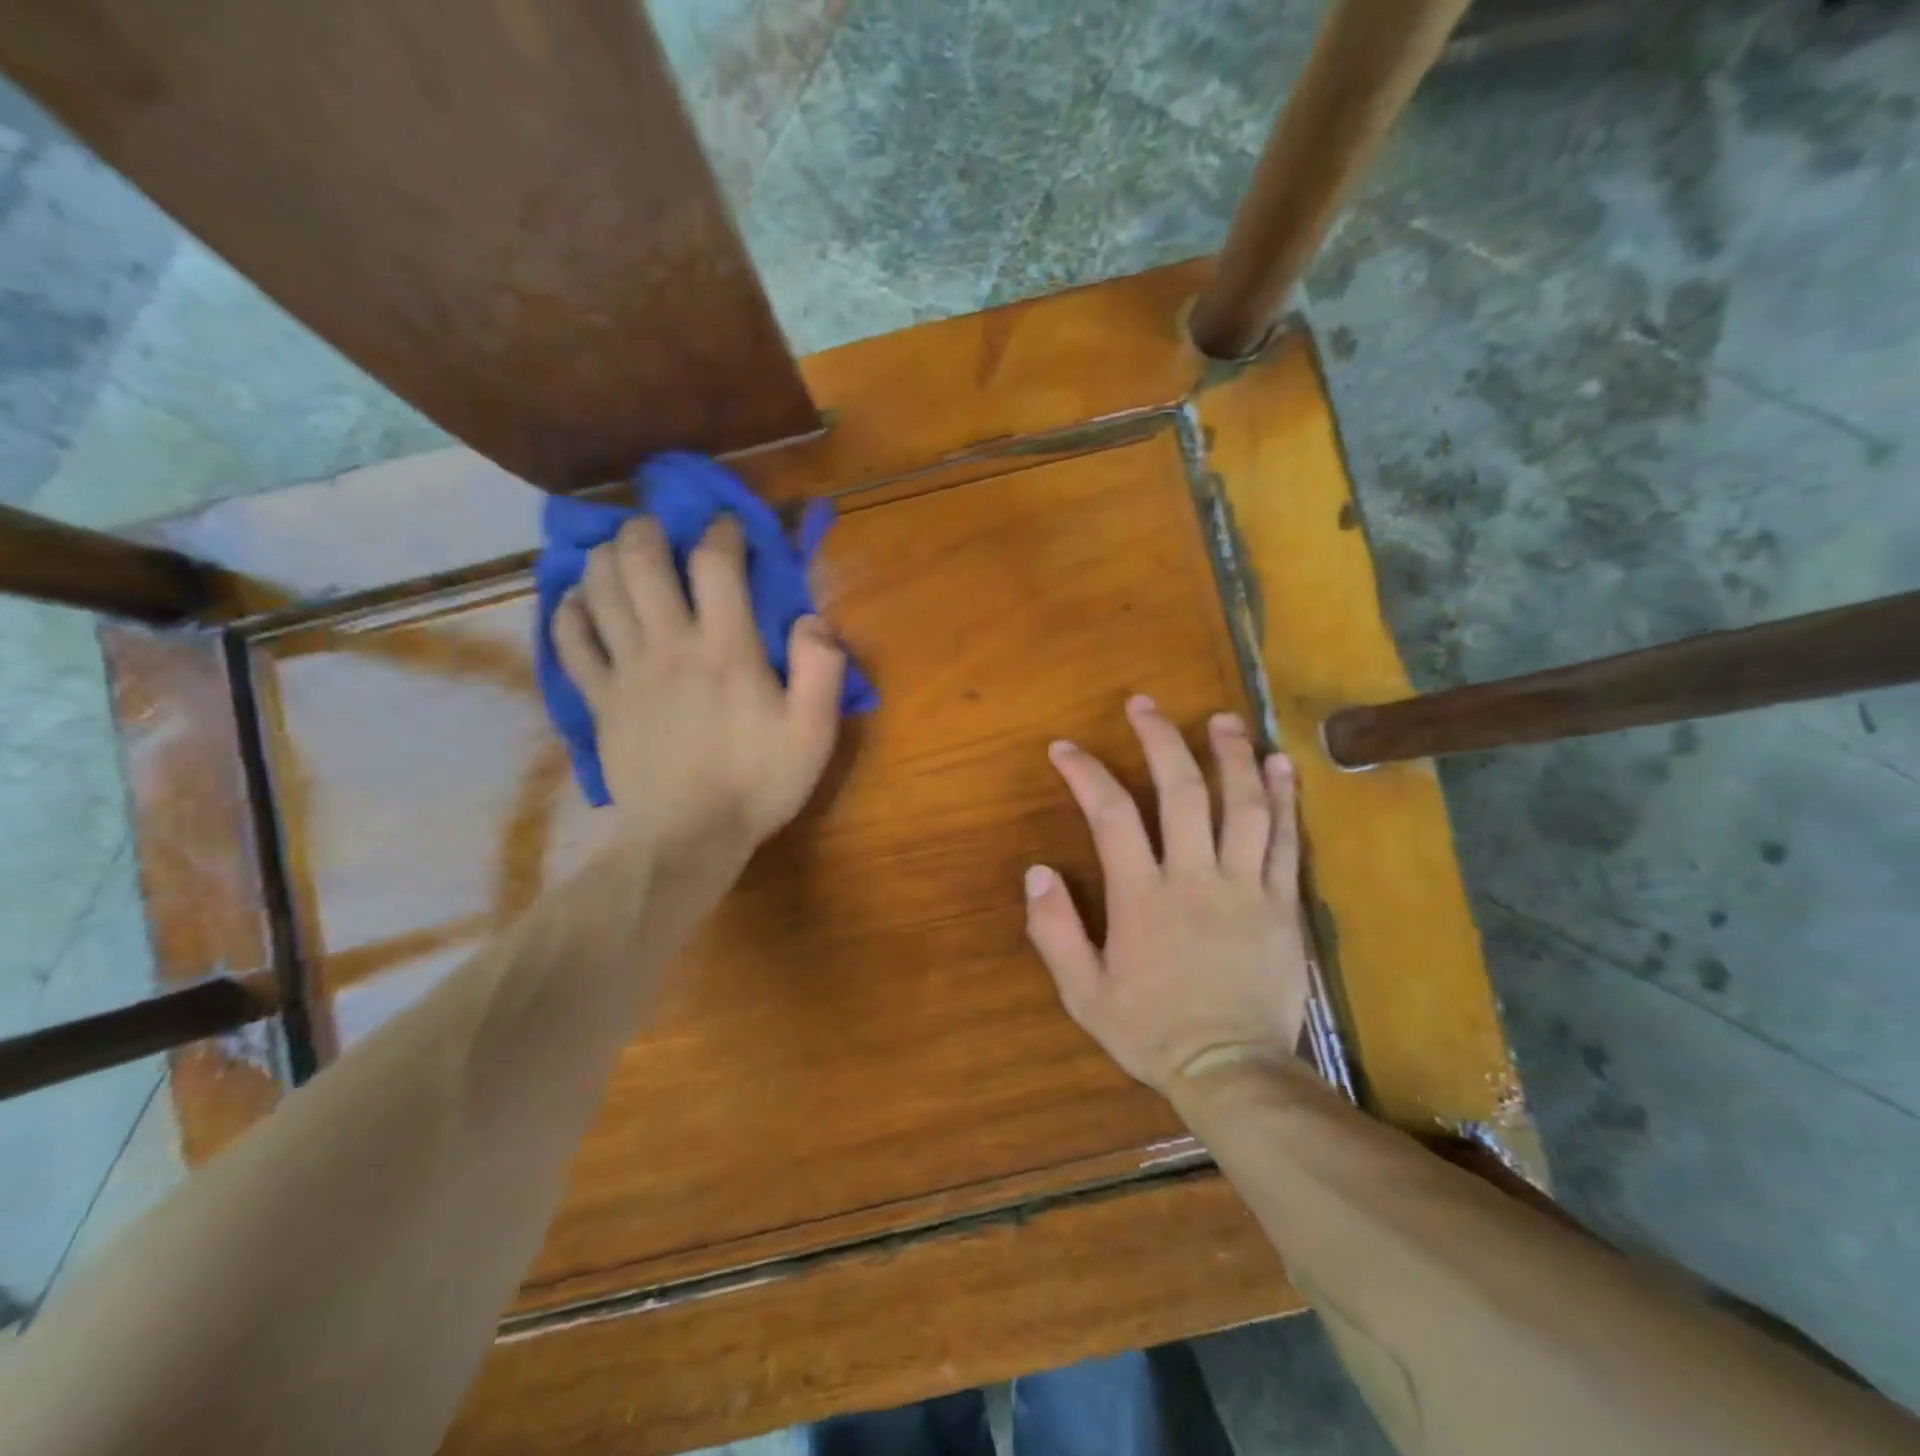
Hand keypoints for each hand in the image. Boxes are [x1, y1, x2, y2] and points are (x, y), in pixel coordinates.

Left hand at [553, 516, 845, 859]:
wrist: (687, 838)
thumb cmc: (757, 784)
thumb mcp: (813, 733)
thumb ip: (821, 670)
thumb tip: (812, 619)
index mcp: (726, 649)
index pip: (715, 563)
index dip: (722, 532)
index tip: (731, 528)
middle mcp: (668, 645)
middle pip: (641, 559)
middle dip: (649, 529)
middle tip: (663, 530)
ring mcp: (625, 670)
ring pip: (599, 588)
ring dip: (607, 558)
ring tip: (623, 555)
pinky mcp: (598, 698)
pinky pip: (569, 639)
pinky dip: (570, 610)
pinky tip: (581, 602)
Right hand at [1024, 695, 1310, 1094]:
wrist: (1233, 1072)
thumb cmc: (1152, 1031)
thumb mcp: (1084, 994)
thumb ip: (1055, 931)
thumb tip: (1036, 871)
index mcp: (1142, 898)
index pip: (1110, 815)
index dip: (1086, 773)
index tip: (1065, 749)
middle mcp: (1194, 878)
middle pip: (1180, 791)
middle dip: (1159, 739)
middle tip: (1145, 704)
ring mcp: (1246, 887)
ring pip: (1241, 805)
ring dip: (1229, 755)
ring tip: (1220, 719)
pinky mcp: (1283, 903)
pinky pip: (1286, 841)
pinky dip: (1283, 799)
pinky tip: (1278, 765)